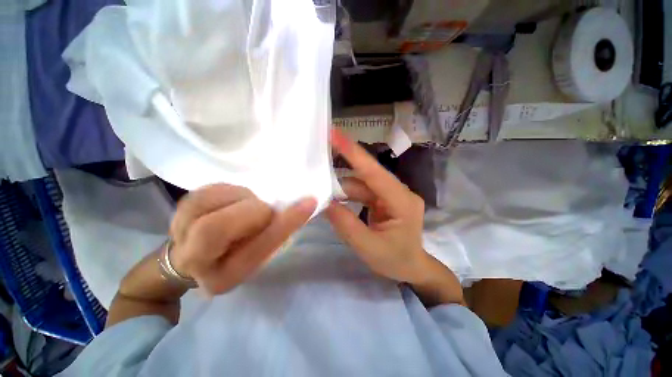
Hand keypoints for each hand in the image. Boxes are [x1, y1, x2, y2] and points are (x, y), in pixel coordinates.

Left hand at [169, 184, 315, 294]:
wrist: (197, 254)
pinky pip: (205, 190)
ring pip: (205, 202)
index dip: (285, 224)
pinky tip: (235, 199)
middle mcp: (194, 261)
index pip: (256, 249)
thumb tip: (300, 205)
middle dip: (253, 211)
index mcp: (225, 278)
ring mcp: (178, 232)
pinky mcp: (178, 209)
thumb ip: (276, 233)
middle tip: (265, 210)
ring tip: (248, 204)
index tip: (309, 202)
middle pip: (216, 228)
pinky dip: (229, 189)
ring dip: (240, 197)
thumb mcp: (262, 252)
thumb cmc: (239, 253)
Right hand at [325, 130, 430, 283]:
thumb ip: (346, 225)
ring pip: (361, 185)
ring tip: (324, 195)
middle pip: (366, 177)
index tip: (336, 135)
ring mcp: (390, 194)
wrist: (411, 268)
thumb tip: (326, 203)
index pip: (375, 173)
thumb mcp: (368, 247)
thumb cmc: (395, 261)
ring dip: (342, 190)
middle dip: (342, 173)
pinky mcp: (383, 199)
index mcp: (402, 201)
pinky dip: (347, 196)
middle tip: (318, 166)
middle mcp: (398, 192)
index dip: (355, 153)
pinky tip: (335, 201)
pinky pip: (362, 192)